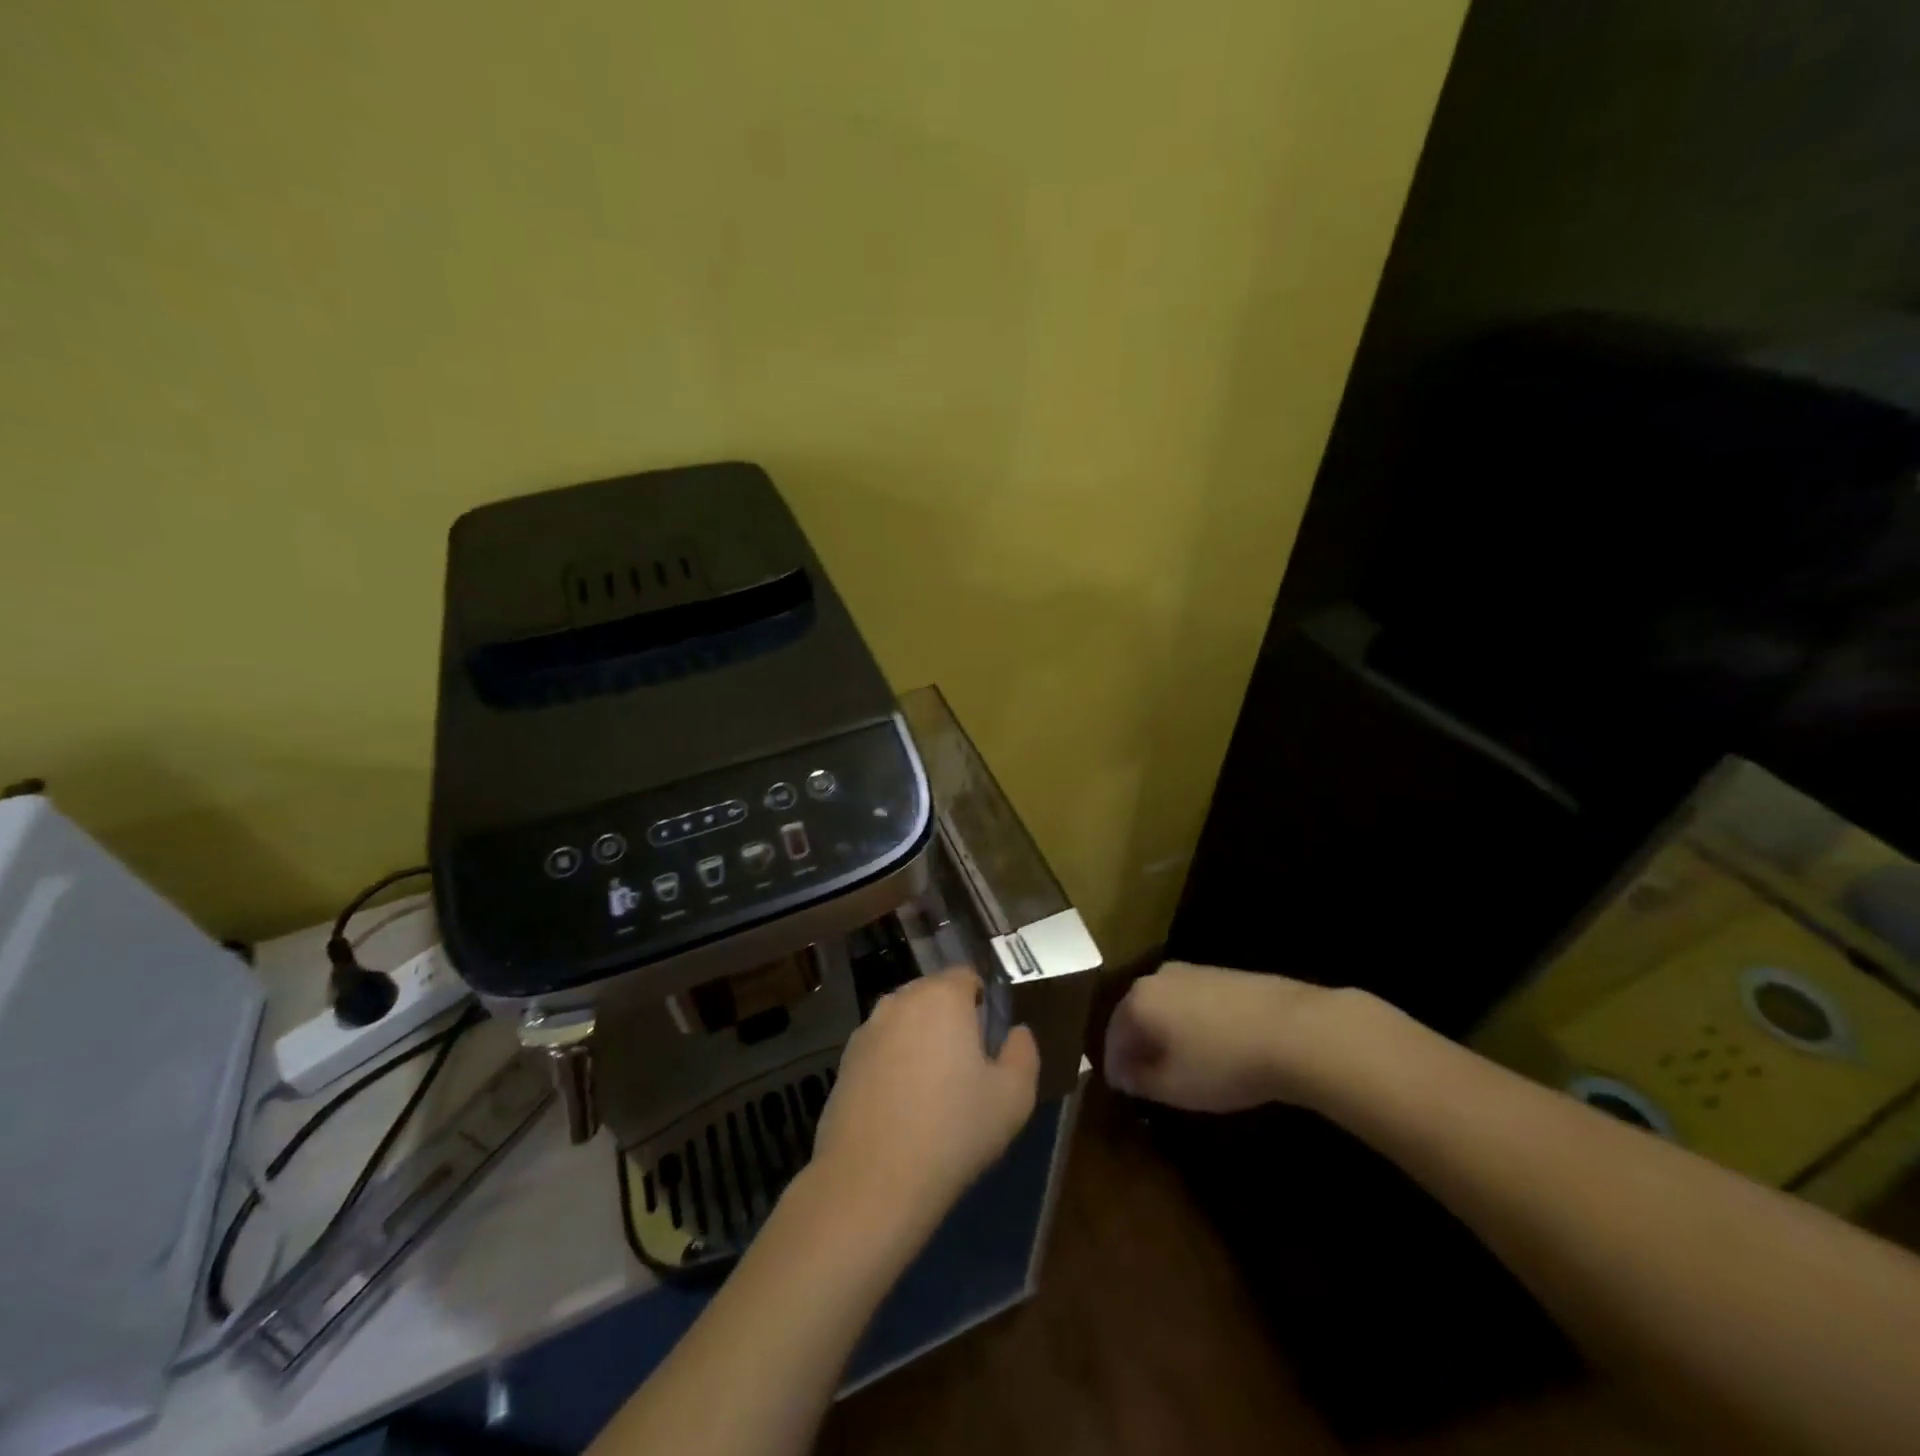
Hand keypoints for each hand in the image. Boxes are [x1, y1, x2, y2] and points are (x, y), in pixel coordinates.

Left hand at [809, 966, 1039, 1240]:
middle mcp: (900, 1001)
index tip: (990, 1040)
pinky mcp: (844, 1062)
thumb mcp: (1013, 1097)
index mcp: (942, 997)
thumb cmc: (953, 1130)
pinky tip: (901, 1109)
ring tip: (933, 1091)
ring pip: (905, 1022)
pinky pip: (881, 1050)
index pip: (967, 976)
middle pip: (933, 996)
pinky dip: (893, 1065)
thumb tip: (1016, 1032)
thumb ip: (1023, 1052)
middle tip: (966, 1067)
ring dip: (920, 1041)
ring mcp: (866, 1030)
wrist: (872, 1181)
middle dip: (951, 1020)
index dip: (982, 1002)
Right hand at [1104, 961, 1351, 1111]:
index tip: (1122, 1089)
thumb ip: (1140, 1081)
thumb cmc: (1224, 1063)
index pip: (1113, 1035)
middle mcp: (1158, 977)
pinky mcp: (1223, 973)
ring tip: (1182, 1063)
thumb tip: (1123, 1074)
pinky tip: (1212, 1044)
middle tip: (1148, 1075)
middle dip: (1139, 1044)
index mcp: (1138, 1001)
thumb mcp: (1175, 1087)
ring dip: (1167, 1031)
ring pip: (1166, 1004)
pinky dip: (1192, 1022)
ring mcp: (1192, 970)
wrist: (1295, 1030)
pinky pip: (1193, 1000)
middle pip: (1137, 1013)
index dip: (1115, 1065)